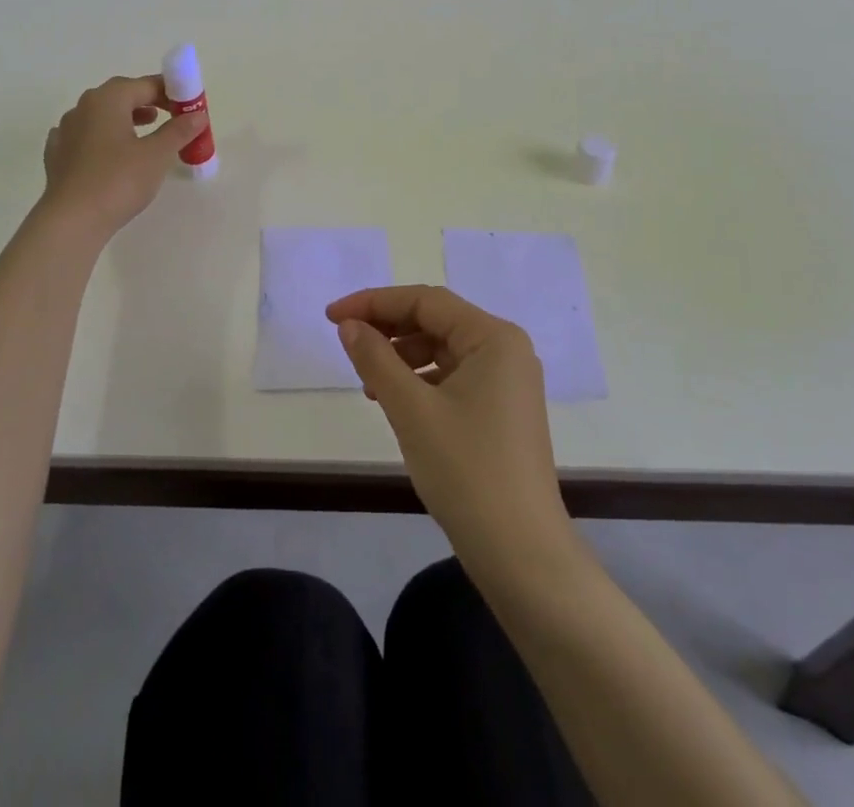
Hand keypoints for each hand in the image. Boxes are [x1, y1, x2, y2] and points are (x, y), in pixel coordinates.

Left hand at [40, 76, 207, 236]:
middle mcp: (83, 107)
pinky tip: (110, 153)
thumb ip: (178, 131)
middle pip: (120, 95)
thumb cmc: (118, 181)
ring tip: (145, 132)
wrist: (71, 220)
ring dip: (124, 119)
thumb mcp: (157, 155)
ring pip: (100, 115)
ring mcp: (65, 130)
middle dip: (147, 101)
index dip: (170, 92)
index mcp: (108, 99)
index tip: (188, 107)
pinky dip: (102, 138)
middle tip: (169, 115)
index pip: (145, 85)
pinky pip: (85, 136)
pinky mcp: (57, 154)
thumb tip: (197, 115)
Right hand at [326, 285, 573, 566]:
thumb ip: (376, 359)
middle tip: (345, 341)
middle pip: (436, 320)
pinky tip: (395, 400)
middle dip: (388, 327)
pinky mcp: (502, 409)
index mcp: (494, 337)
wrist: (520, 554)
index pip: (425, 301)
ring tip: (367, 380)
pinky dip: (421, 379)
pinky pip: (454, 376)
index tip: (332, 317)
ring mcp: (508, 381)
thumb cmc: (466, 471)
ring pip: (443, 348)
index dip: (375, 302)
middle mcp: (506, 349)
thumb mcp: (411, 409)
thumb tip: (349, 325)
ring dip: (402, 355)